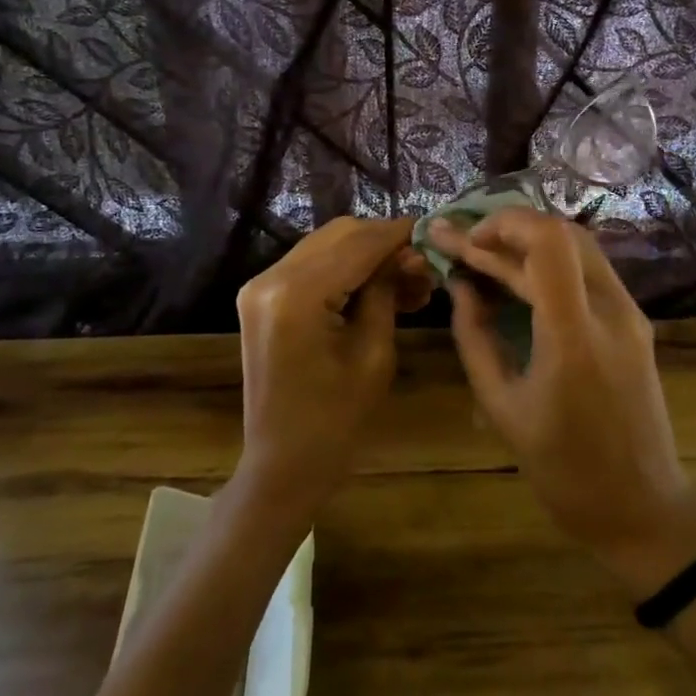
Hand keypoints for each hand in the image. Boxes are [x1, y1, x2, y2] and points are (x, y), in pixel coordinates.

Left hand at [233, 217, 432, 518]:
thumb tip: (408, 254)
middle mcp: (270, 278)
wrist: (283, 464)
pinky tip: (378, 287)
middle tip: (423, 267)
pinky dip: (346, 269)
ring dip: (367, 255)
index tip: (434, 231)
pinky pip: (311, 265)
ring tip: (409, 281)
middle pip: (340, 235)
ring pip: (327, 245)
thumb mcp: (374, 353)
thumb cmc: (336, 421)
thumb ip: (387, 292)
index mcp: (296, 295)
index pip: (358, 244)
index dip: (399, 234)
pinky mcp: (262, 296)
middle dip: (384, 243)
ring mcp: (261, 285)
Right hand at [431, 209, 695, 594]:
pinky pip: (589, 272)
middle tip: (462, 242)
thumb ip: (475, 338)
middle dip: (508, 228)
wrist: (642, 507)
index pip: (548, 242)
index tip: (465, 241)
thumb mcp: (502, 408)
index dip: (503, 225)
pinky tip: (517, 275)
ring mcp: (630, 313)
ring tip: (482, 253)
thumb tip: (459, 286)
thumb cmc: (564, 470)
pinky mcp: (634, 322)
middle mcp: (610, 311)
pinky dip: (550, 262)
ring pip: (579, 246)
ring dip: (529, 242)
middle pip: (564, 233)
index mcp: (574, 336)